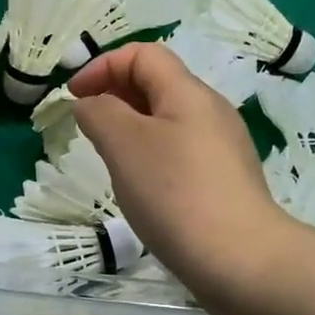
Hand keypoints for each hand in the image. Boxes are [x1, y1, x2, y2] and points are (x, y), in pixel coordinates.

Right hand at [70, 43, 292, 296]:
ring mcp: (223, 147)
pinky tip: (143, 187)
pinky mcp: (225, 181)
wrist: (241, 260)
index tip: (73, 97)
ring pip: (168, 120)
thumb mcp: (124, 144)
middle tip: (87, 127)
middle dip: (115, 95)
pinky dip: (152, 155)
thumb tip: (91, 104)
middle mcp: (211, 111)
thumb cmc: (175, 193)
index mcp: (188, 92)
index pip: (143, 54)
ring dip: (131, 128)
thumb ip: (100, 113)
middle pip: (158, 84)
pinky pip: (181, 151)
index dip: (103, 65)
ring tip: (110, 159)